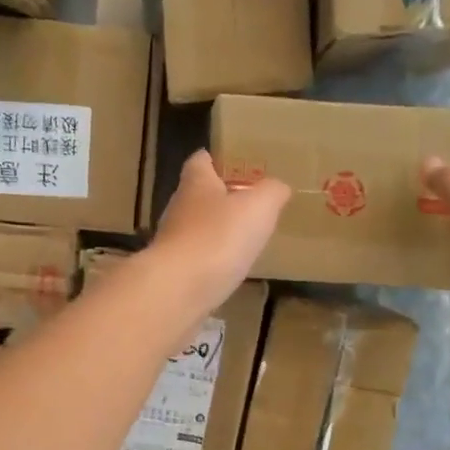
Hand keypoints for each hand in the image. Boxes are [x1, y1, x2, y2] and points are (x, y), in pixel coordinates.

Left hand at [148, 150, 289, 313]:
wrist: (178, 289)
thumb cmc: (218, 237)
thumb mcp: (259, 207)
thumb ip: (271, 192)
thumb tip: (278, 187)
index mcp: (196, 184)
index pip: (200, 161)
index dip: (216, 160)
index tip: (233, 165)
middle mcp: (178, 208)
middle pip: (198, 196)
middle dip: (220, 198)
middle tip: (249, 204)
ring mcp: (172, 243)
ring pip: (197, 229)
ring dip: (217, 232)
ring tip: (245, 238)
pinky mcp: (174, 272)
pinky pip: (197, 260)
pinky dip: (212, 262)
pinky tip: (230, 269)